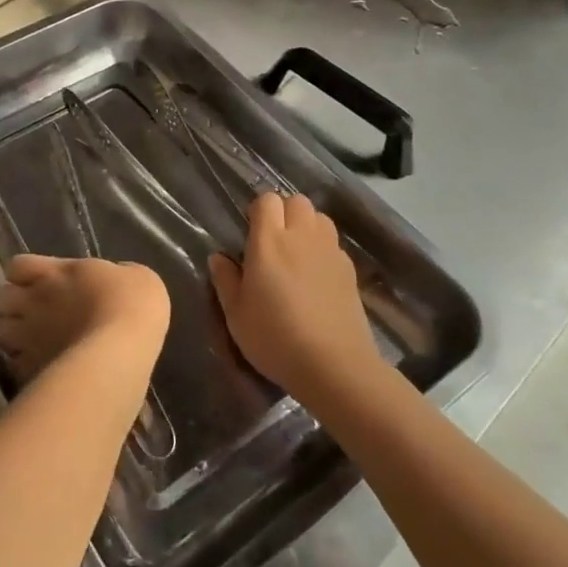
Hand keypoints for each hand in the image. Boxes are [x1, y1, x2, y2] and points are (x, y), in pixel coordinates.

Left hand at [0, 255, 169, 382]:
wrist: (121, 350)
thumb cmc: (131, 304)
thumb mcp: (136, 277)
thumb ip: (115, 276)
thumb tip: (113, 281)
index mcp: (55, 272)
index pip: (17, 266)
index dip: (24, 274)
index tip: (39, 281)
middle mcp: (34, 300)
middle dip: (10, 305)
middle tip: (30, 313)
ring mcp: (28, 337)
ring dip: (8, 334)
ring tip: (28, 342)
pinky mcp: (30, 370)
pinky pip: (13, 364)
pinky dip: (21, 365)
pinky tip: (40, 368)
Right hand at [210, 193, 378, 406]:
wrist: (334, 366)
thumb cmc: (275, 338)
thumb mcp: (236, 315)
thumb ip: (225, 280)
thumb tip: (218, 257)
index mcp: (269, 242)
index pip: (267, 200)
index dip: (258, 210)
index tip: (250, 232)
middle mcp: (301, 237)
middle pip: (296, 201)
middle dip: (284, 211)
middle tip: (272, 240)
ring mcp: (329, 251)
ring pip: (320, 217)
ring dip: (306, 225)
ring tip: (296, 252)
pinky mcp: (349, 270)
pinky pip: (333, 243)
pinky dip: (323, 247)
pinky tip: (316, 275)